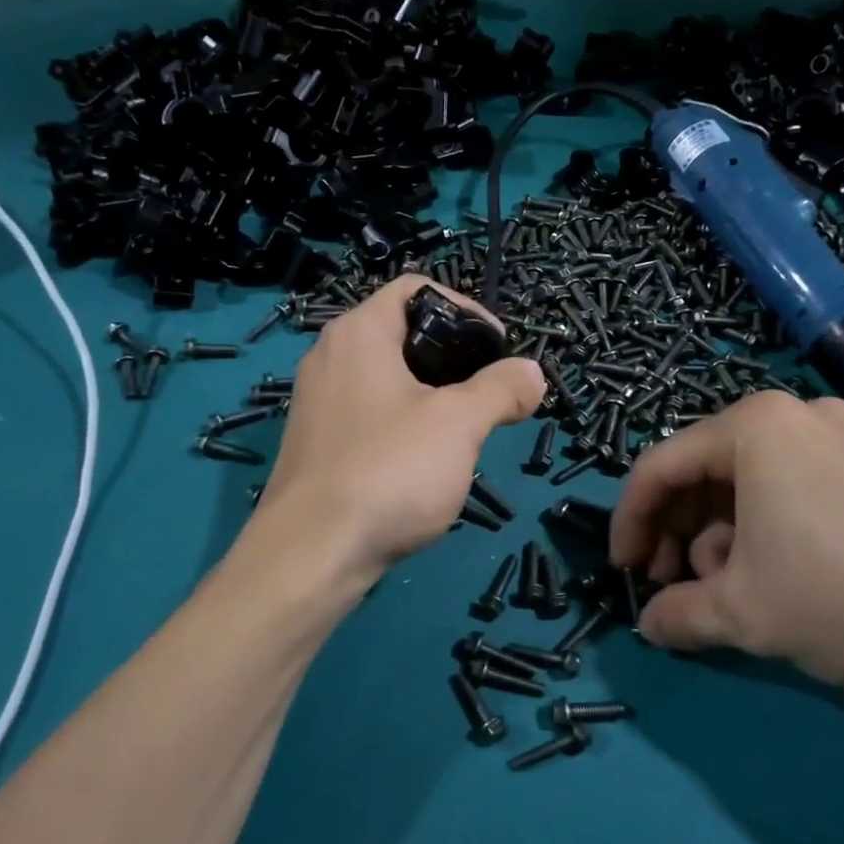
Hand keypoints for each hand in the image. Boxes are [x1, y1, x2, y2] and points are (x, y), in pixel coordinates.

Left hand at [258, 276, 545, 581]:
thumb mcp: (459, 423)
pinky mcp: (316, 443)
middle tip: (489, 390)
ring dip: (432, 393)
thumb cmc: (389, 470)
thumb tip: (532, 372)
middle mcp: (330, 356)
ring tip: (466, 427)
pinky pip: (369, 413)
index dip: (465, 307)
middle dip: (454, 356)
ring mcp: (317, 402)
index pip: (416, 288)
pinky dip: (404, 421)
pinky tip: (425, 460)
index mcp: (360, 333)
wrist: (311, 555)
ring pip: (387, 377)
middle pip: (403, 332)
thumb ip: (501, 389)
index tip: (498, 347)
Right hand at [609, 391, 843, 702]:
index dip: (630, 520)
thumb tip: (650, 625)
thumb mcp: (744, 614)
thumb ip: (678, 616)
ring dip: (724, 534)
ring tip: (732, 590)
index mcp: (754, 427)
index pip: (660, 467)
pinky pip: (800, 485)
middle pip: (708, 470)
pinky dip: (771, 526)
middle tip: (675, 585)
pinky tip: (784, 575)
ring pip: (754, 481)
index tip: (623, 570)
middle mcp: (798, 414)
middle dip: (680, 531)